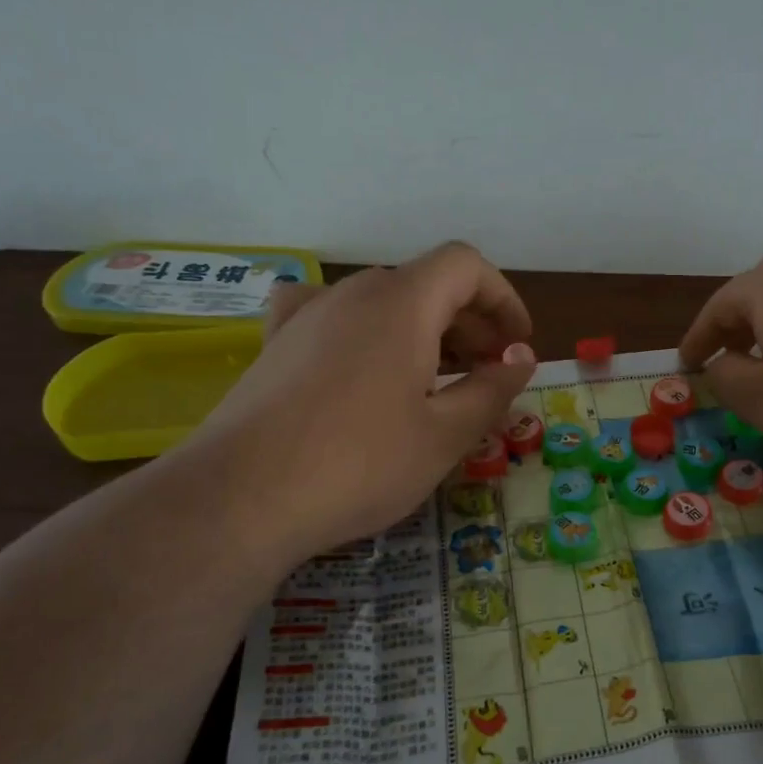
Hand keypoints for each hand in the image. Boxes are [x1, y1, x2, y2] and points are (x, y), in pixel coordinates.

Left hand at [174, 242, 535, 562]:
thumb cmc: (360, 464)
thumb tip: (522, 357)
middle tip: (486, 376)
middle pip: (426, 283)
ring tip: (435, 384)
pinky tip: (360, 363)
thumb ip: (492, 388)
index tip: (516, 346)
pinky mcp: (276, 344)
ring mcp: (307, 315)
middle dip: (469, 323)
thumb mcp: (445, 434)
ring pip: (382, 303)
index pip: (466, 265)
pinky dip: (363, 331)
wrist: (241, 498)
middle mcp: (353, 292)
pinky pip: (330, 316)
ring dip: (423, 331)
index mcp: (402, 302)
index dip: (503, 298)